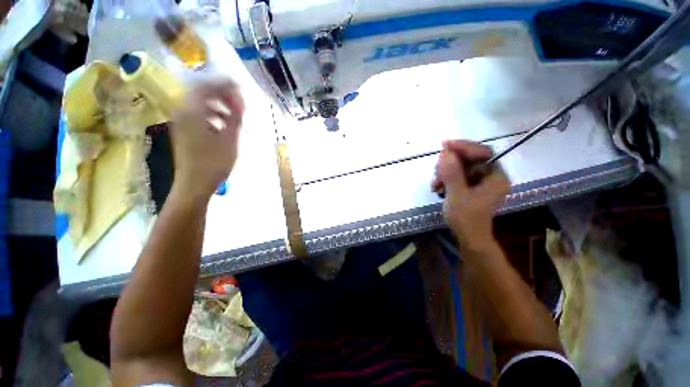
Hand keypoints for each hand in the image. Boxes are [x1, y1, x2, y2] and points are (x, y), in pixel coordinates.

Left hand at [170, 77, 244, 199]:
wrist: (194, 183)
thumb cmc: (214, 162)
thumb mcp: (231, 139)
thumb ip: (235, 117)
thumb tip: (240, 99)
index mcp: (193, 111)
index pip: (208, 86)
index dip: (225, 84)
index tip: (241, 86)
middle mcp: (183, 111)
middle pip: (202, 92)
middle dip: (222, 93)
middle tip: (240, 100)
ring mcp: (181, 121)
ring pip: (200, 103)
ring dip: (218, 104)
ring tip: (234, 113)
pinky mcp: (184, 130)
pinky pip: (198, 114)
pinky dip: (213, 114)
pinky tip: (224, 124)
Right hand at [432, 141, 509, 250]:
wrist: (468, 237)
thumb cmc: (466, 219)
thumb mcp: (457, 195)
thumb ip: (452, 173)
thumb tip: (445, 152)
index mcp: (496, 177)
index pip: (483, 152)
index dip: (464, 147)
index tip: (445, 145)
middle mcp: (490, 176)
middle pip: (470, 159)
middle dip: (450, 164)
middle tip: (436, 171)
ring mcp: (480, 181)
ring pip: (460, 167)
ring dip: (444, 173)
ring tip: (434, 184)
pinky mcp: (471, 186)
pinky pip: (457, 175)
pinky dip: (445, 179)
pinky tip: (437, 187)